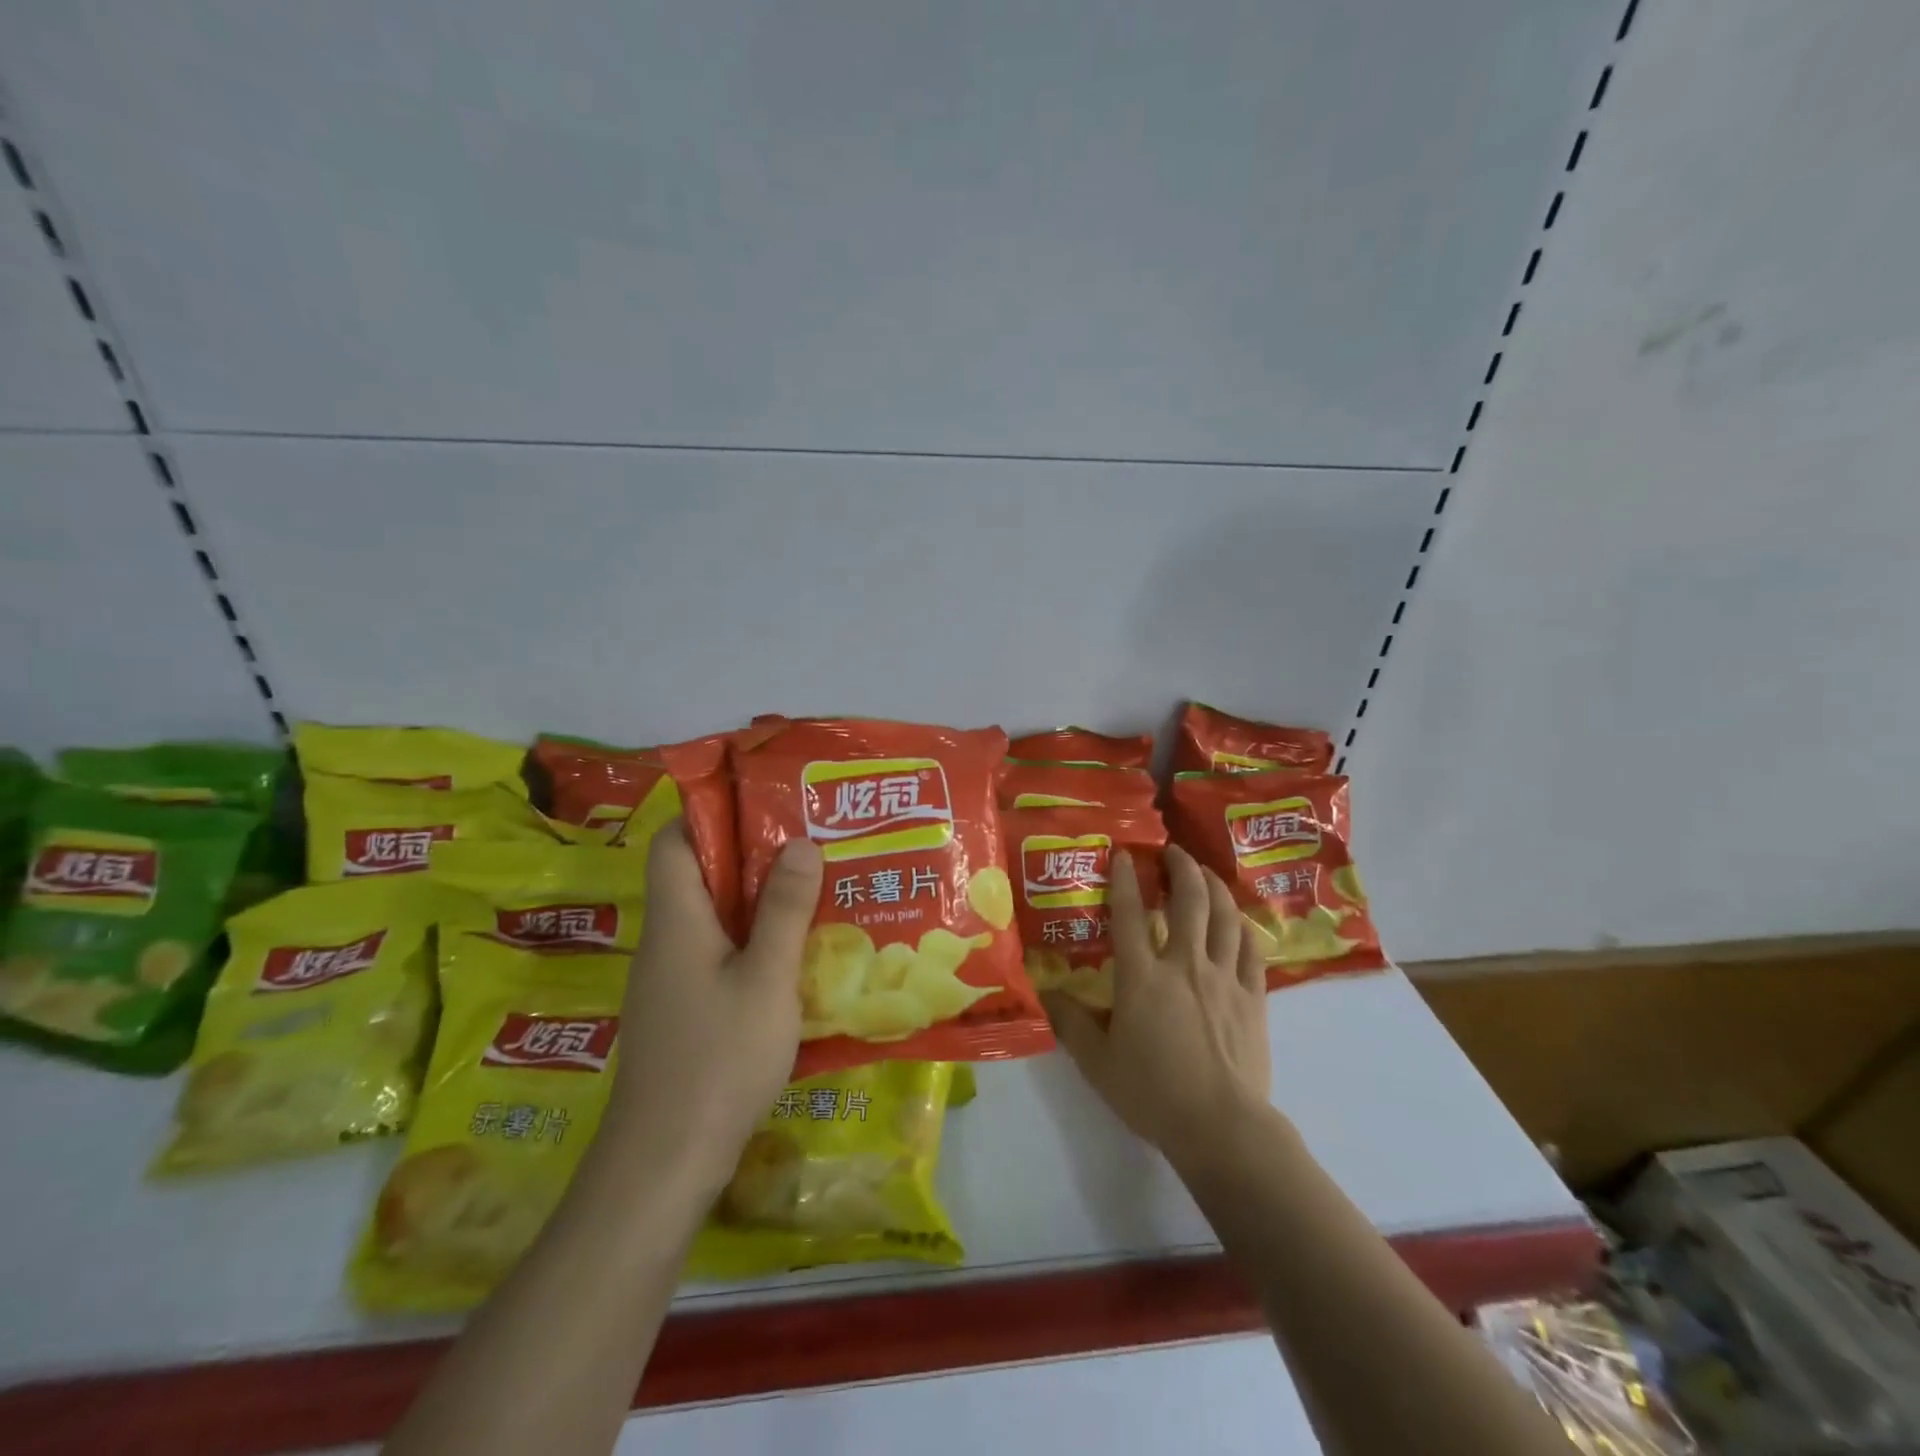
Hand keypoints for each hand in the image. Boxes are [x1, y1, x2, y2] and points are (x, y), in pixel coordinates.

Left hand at [596, 823, 823, 1195]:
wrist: (664, 1163)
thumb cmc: (717, 1059)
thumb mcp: (766, 979)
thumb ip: (784, 910)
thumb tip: (800, 842)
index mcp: (676, 919)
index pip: (674, 841)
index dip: (710, 813)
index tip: (764, 804)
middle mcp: (666, 941)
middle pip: (698, 875)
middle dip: (751, 855)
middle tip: (809, 843)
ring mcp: (671, 980)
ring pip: (713, 918)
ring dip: (758, 901)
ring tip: (815, 888)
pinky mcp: (684, 1012)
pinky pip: (718, 955)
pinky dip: (754, 942)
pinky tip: (797, 955)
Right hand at [1044, 846, 1272, 1174]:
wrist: (1222, 1127)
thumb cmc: (1153, 1094)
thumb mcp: (1097, 1063)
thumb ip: (1071, 1023)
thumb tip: (1046, 993)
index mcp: (1143, 977)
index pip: (1131, 914)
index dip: (1125, 878)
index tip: (1123, 853)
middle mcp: (1184, 964)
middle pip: (1188, 901)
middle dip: (1181, 868)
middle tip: (1172, 851)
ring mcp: (1224, 977)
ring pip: (1224, 916)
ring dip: (1214, 886)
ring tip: (1204, 872)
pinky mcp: (1253, 997)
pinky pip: (1251, 949)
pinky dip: (1243, 926)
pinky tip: (1237, 920)